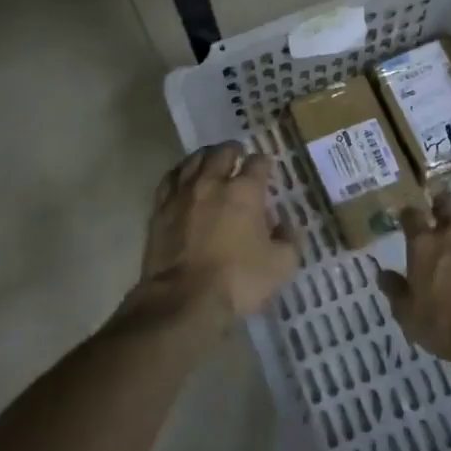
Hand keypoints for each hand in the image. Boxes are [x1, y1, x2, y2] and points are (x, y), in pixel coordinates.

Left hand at [139, 143, 299, 321]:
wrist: (183, 299)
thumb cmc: (237, 281)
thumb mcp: (281, 265)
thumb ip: (290, 239)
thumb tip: (288, 223)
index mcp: (245, 191)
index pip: (258, 162)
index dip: (265, 163)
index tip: (267, 169)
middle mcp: (213, 182)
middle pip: (222, 152)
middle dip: (233, 151)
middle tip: (238, 156)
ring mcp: (183, 193)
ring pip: (194, 160)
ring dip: (205, 157)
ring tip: (210, 161)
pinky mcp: (160, 208)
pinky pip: (169, 180)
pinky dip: (180, 174)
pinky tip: (183, 179)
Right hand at [378, 191, 450, 369]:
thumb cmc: (444, 325)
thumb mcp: (408, 315)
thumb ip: (395, 290)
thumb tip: (382, 273)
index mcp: (423, 245)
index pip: (411, 215)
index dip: (408, 214)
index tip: (407, 219)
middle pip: (446, 203)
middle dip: (441, 204)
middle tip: (439, 213)